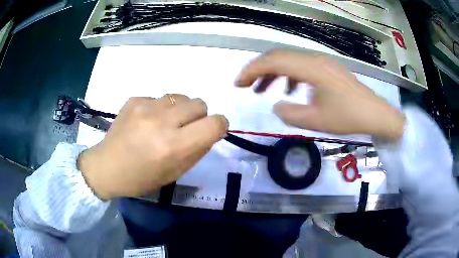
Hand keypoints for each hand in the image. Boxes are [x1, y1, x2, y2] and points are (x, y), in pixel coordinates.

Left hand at [77, 95, 227, 199]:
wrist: (106, 167)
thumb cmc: (141, 178)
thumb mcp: (174, 173)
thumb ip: (197, 151)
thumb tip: (209, 132)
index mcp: (173, 147)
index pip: (214, 124)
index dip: (219, 126)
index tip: (211, 132)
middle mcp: (161, 122)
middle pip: (200, 103)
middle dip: (199, 116)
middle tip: (185, 129)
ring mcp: (145, 107)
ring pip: (181, 96)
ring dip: (180, 110)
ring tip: (165, 123)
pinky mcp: (134, 99)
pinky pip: (160, 98)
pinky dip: (160, 109)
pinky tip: (146, 121)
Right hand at [236, 50, 404, 139]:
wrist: (375, 114)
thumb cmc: (348, 117)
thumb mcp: (316, 121)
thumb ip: (290, 114)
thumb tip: (276, 105)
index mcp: (311, 68)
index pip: (273, 61)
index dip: (251, 70)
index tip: (238, 84)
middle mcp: (315, 59)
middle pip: (279, 57)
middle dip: (258, 70)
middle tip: (245, 86)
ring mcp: (322, 62)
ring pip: (290, 61)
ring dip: (273, 73)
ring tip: (263, 90)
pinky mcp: (327, 68)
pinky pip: (302, 66)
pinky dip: (289, 76)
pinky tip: (289, 90)